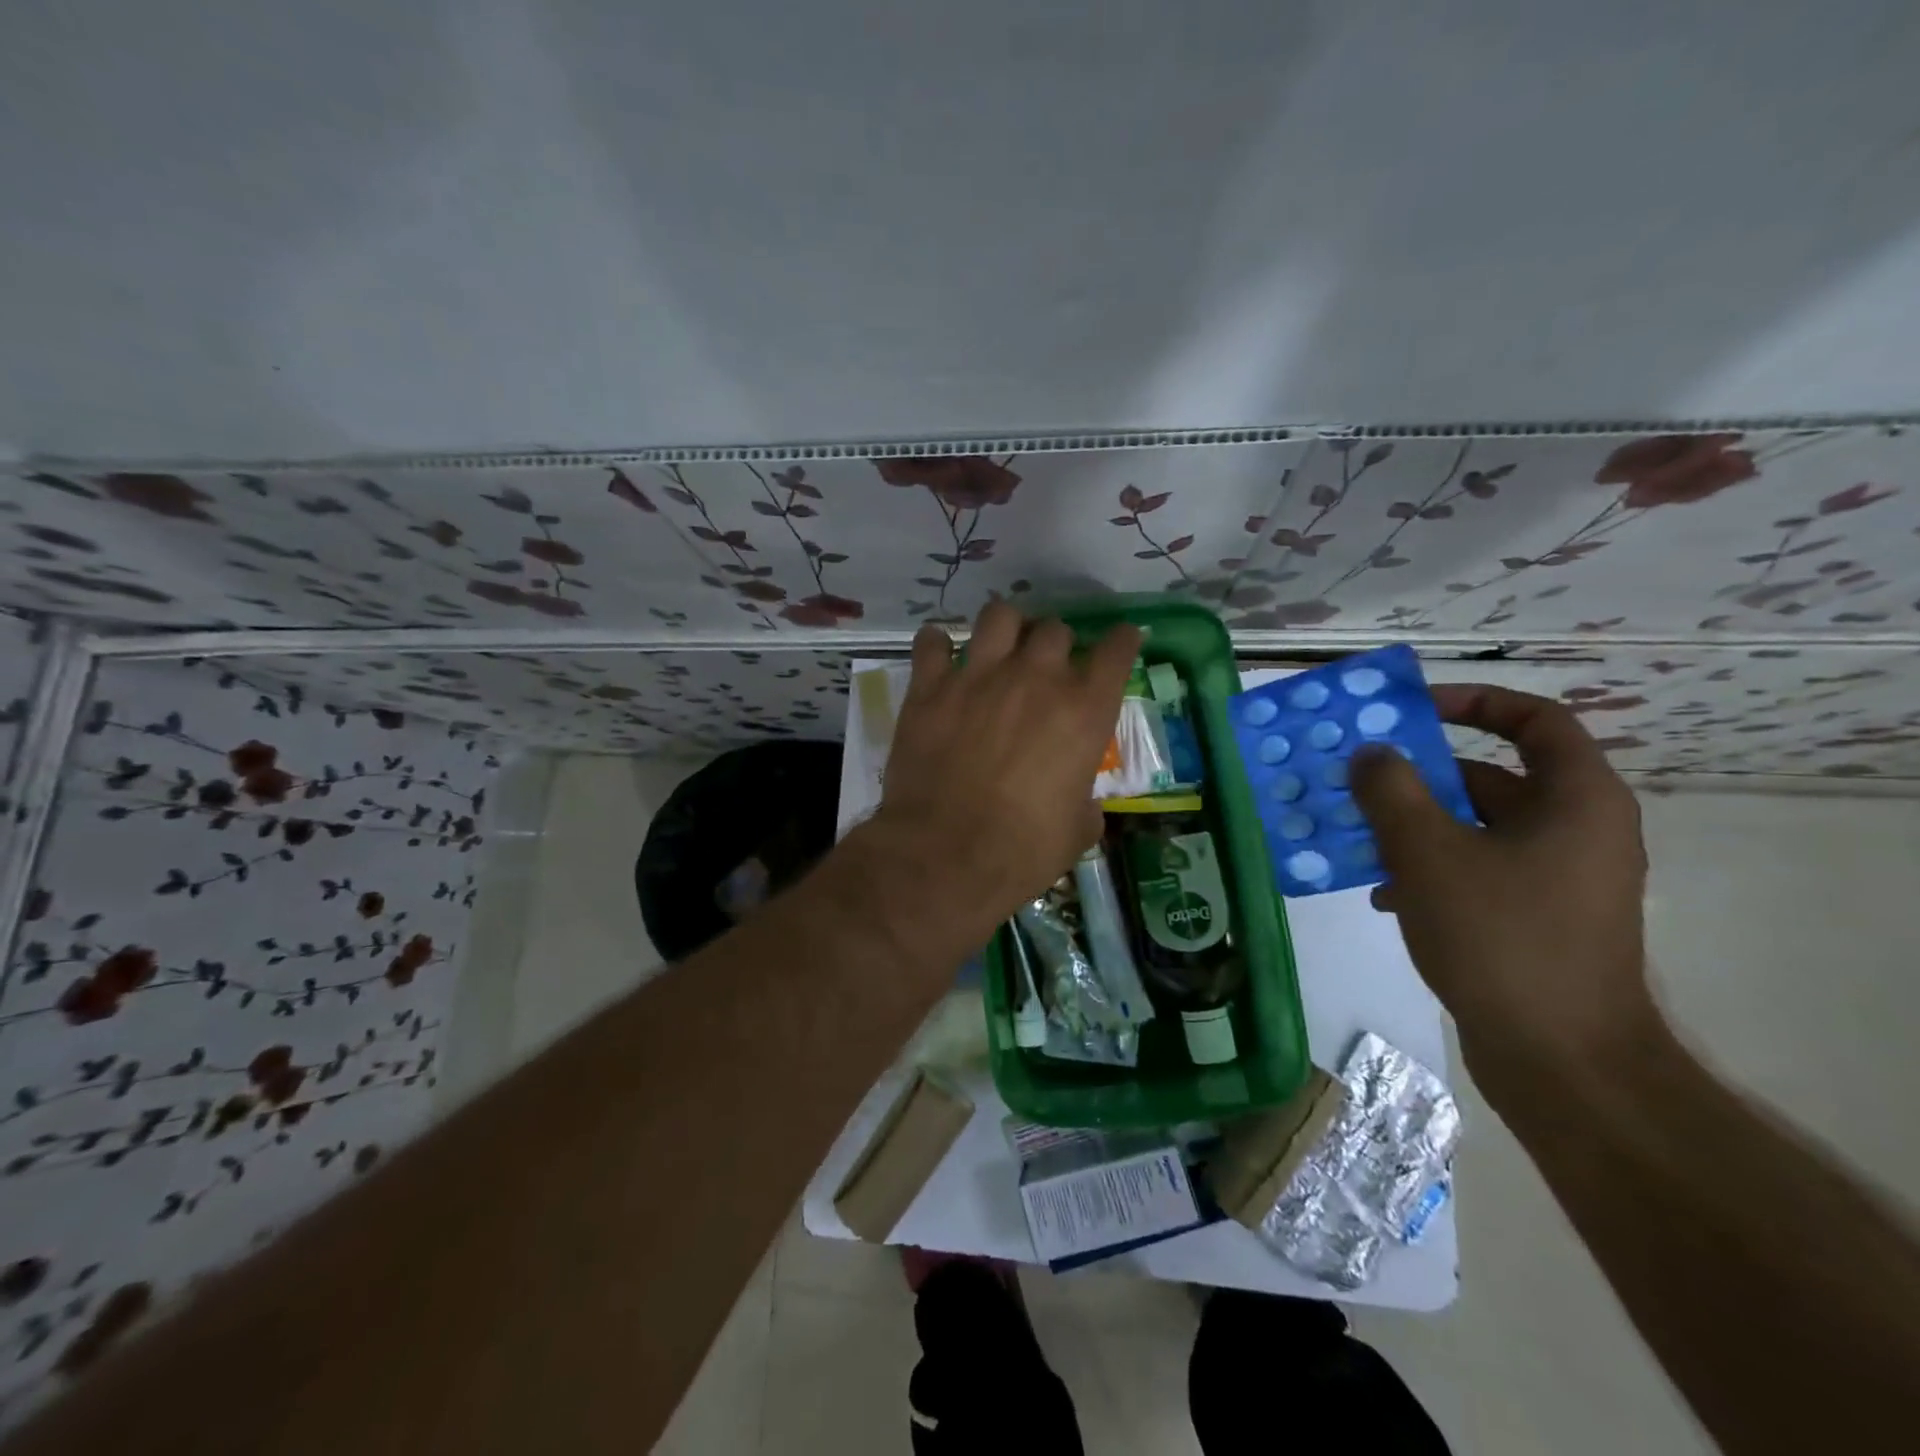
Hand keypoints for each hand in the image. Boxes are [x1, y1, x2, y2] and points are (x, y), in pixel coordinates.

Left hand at [865, 601, 1139, 948]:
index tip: (1121, 640)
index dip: (1122, 640)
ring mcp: (979, 676)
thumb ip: (1084, 803)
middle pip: (1055, 628)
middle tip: (1046, 666)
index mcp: (1084, 710)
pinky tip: (940, 657)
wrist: (947, 854)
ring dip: (1006, 627)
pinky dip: (937, 644)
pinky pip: (931, 642)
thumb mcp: (1077, 831)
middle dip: (1056, 643)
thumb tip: (1081, 803)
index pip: (1116, 649)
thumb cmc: (1023, 850)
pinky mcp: (930, 687)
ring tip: (1000, 647)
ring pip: (999, 616)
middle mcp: (1036, 678)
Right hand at [1351, 683, 1657, 1093]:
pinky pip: (1478, 870)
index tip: (1412, 709)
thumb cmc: (1500, 937)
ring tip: (1357, 838)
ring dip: (1415, 826)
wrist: (1561, 1060)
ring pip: (1476, 828)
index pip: (1535, 719)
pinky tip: (1382, 894)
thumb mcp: (1427, 853)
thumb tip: (1372, 753)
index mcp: (1575, 800)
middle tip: (1360, 778)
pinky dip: (1430, 869)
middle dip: (1420, 776)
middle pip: (1493, 775)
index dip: (1474, 701)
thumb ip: (1391, 790)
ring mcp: (1560, 879)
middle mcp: (1577, 830)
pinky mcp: (1538, 918)